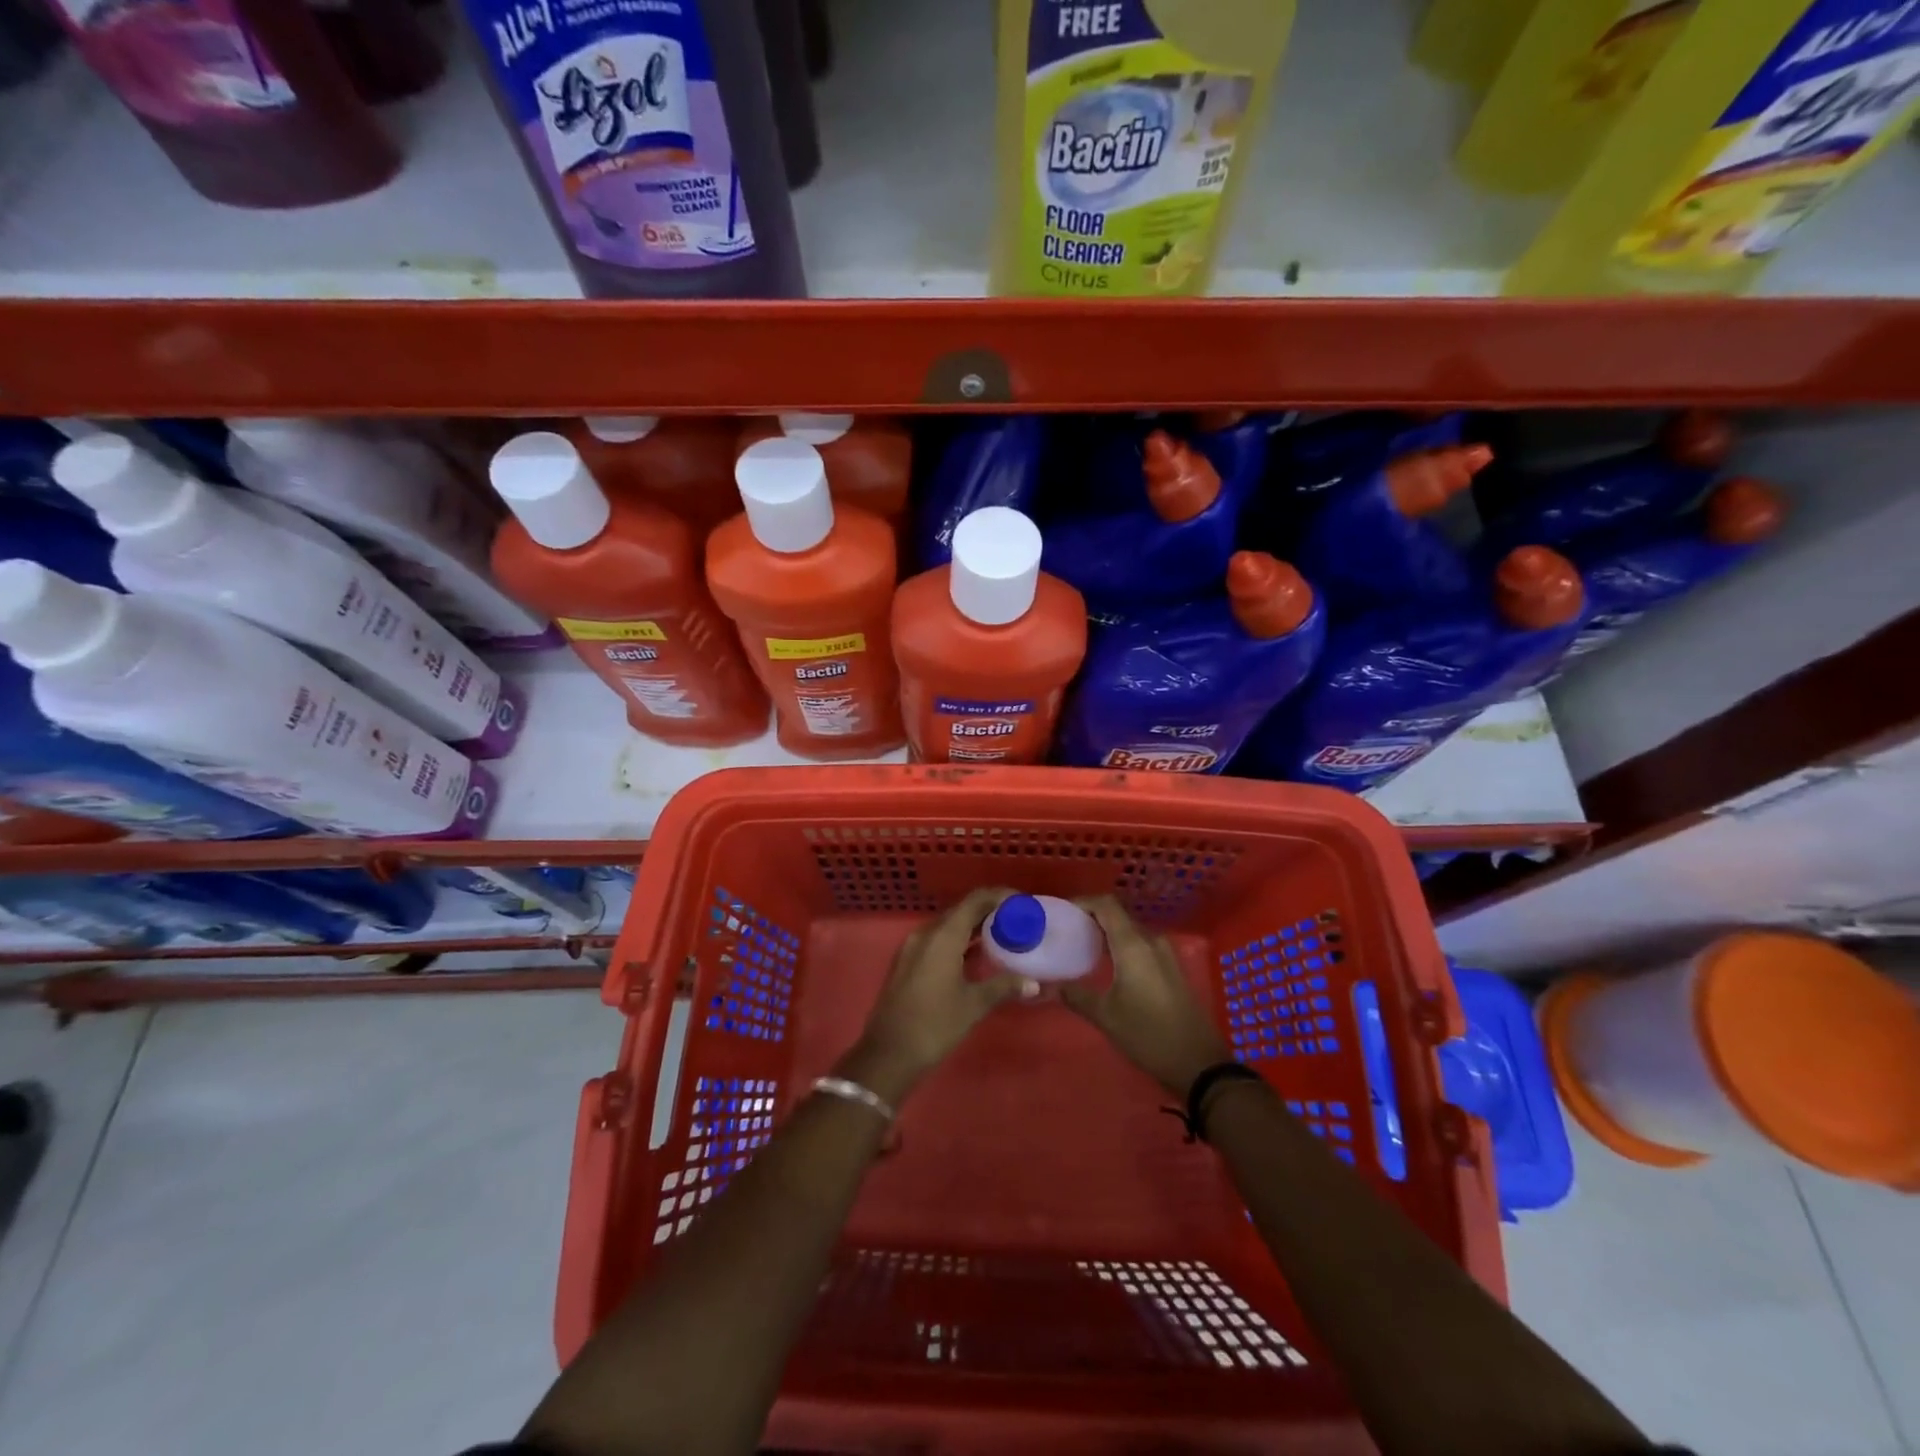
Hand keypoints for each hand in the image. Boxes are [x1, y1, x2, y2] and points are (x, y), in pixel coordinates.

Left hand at [839, 887, 1037, 1105]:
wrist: (888, 1053)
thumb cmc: (934, 1024)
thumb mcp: (973, 1005)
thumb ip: (1004, 986)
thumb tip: (1034, 983)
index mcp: (943, 935)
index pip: (975, 900)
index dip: (999, 896)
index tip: (1022, 904)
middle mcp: (926, 933)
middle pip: (961, 910)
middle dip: (989, 912)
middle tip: (1017, 921)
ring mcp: (913, 946)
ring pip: (948, 926)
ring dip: (973, 927)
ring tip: (1002, 936)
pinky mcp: (908, 961)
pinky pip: (937, 940)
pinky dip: (958, 941)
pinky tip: (976, 956)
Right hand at [1061, 896, 1230, 1096]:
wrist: (1199, 1063)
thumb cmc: (1149, 1035)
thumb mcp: (1106, 1016)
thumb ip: (1075, 995)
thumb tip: (1047, 985)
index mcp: (1133, 945)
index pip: (1106, 905)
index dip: (1083, 902)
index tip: (1061, 912)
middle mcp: (1151, 941)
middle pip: (1118, 915)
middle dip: (1092, 918)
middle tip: (1067, 930)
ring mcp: (1165, 954)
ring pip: (1131, 930)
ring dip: (1108, 933)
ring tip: (1082, 946)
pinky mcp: (1172, 968)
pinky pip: (1142, 944)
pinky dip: (1122, 945)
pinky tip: (1108, 964)